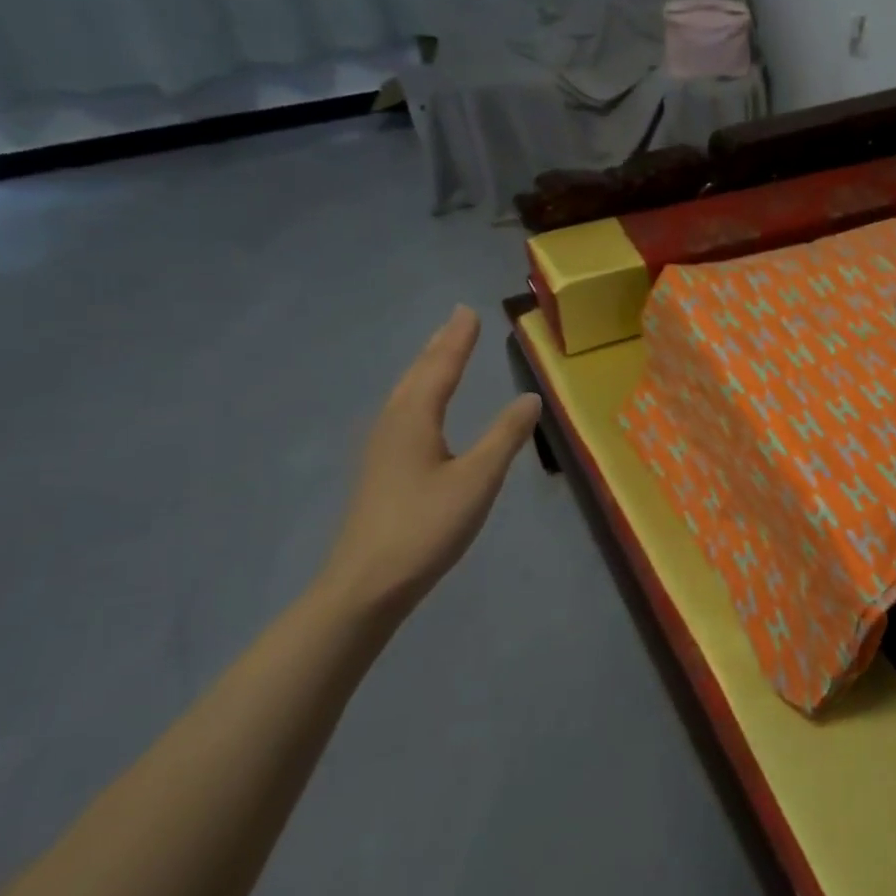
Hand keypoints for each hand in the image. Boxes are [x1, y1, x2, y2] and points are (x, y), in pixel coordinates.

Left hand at [320, 306, 541, 615]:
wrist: (365, 585)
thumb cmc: (426, 527)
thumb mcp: (478, 479)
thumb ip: (505, 436)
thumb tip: (529, 396)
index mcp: (415, 419)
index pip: (441, 366)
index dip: (458, 339)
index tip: (468, 310)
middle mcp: (393, 424)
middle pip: (418, 374)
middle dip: (440, 345)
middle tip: (456, 319)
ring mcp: (381, 448)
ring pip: (406, 393)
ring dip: (426, 366)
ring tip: (441, 350)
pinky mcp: (380, 469)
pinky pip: (402, 411)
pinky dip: (418, 392)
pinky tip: (419, 408)